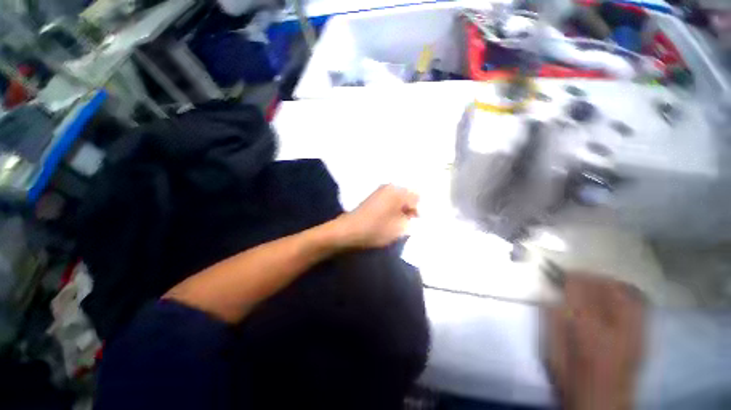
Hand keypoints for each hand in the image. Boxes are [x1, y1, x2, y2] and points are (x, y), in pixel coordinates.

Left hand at [336, 185, 418, 247]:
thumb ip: (412, 220)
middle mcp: (389, 187)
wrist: (348, 230)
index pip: (417, 197)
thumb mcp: (400, 228)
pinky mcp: (373, 197)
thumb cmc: (376, 229)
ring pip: (398, 198)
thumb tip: (414, 216)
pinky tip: (389, 219)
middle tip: (407, 222)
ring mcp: (380, 191)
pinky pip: (389, 200)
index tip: (415, 223)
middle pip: (407, 196)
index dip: (419, 210)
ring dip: (401, 209)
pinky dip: (392, 208)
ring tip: (398, 222)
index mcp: (397, 192)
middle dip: (410, 208)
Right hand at [545, 275, 644, 409]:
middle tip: (573, 278)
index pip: (579, 289)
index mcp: (586, 329)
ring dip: (606, 282)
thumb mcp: (550, 351)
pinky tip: (615, 294)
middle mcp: (614, 326)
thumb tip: (549, 295)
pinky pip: (640, 304)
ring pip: (624, 291)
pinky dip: (626, 293)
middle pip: (604, 286)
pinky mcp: (643, 335)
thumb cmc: (571, 378)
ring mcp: (633, 330)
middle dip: (587, 276)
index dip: (568, 276)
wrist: (603, 403)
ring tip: (593, 284)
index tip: (558, 273)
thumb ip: (550, 320)